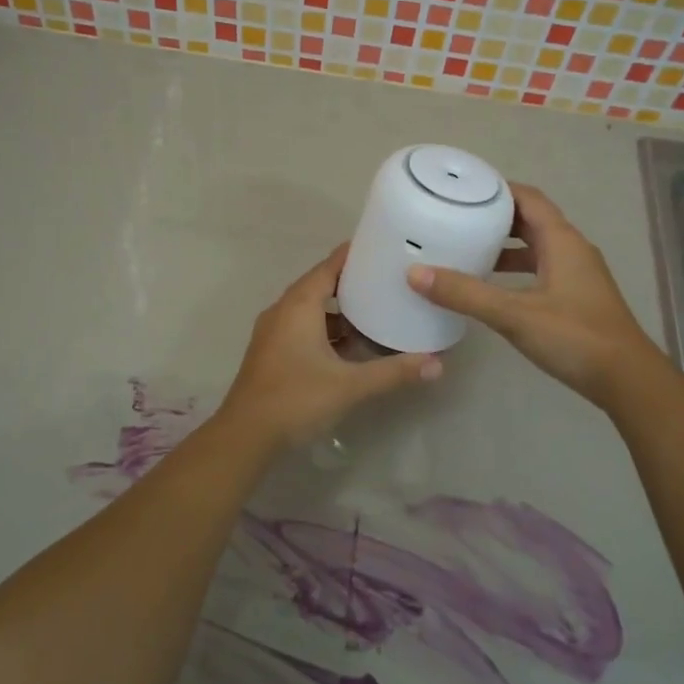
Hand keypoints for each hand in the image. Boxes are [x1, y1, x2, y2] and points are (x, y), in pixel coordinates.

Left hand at [218, 243, 442, 449]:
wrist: (246, 436)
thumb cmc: (297, 399)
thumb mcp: (350, 385)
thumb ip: (394, 372)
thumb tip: (437, 363)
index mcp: (299, 305)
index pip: (329, 266)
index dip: (354, 254)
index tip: (382, 247)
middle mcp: (283, 311)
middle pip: (320, 285)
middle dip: (352, 283)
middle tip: (387, 281)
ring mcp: (274, 332)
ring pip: (311, 310)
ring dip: (339, 312)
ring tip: (375, 313)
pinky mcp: (272, 353)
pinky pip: (303, 328)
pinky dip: (327, 331)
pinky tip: (350, 348)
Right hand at [407, 184, 657, 413]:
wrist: (627, 380)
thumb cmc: (574, 337)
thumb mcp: (514, 314)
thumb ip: (466, 294)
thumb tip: (416, 273)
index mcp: (562, 241)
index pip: (529, 198)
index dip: (498, 188)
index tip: (463, 189)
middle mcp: (573, 250)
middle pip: (532, 220)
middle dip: (496, 216)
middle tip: (457, 217)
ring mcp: (578, 275)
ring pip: (537, 247)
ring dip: (506, 245)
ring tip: (468, 249)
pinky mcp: (577, 297)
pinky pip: (541, 269)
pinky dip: (516, 269)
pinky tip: (493, 287)